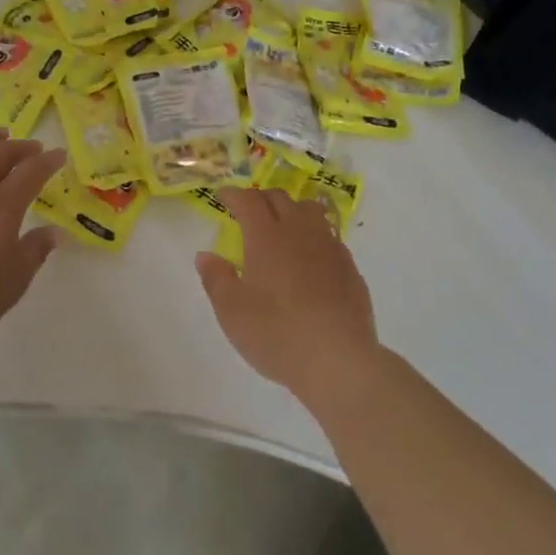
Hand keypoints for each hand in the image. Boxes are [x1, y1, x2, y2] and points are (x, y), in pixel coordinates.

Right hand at [195, 189, 379, 404]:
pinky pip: (330, 238)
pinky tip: (311, 257)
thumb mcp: (231, 311)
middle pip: (281, 199)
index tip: (222, 197)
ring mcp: (330, 247)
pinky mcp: (350, 268)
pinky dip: (314, 236)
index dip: (233, 195)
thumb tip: (205, 255)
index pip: (249, 201)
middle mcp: (300, 232)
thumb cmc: (276, 333)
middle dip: (261, 198)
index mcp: (266, 236)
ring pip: (311, 211)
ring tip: (283, 225)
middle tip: (248, 211)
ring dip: (292, 210)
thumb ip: (216, 278)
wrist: (338, 359)